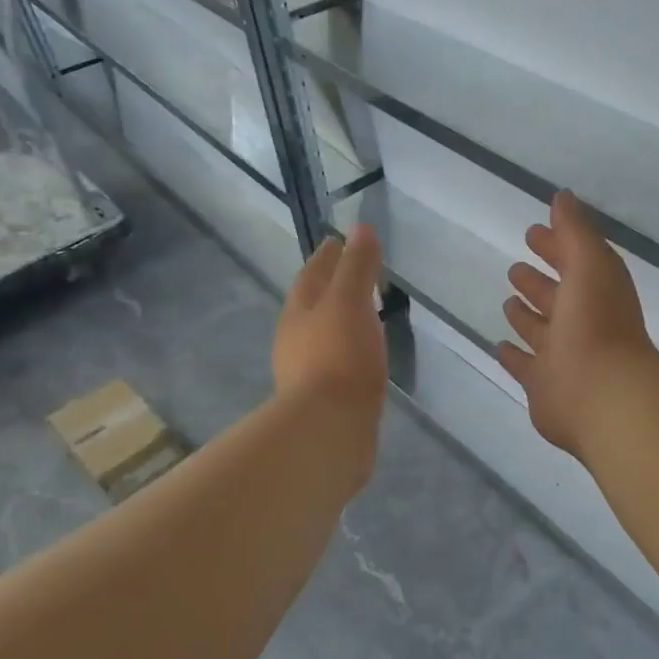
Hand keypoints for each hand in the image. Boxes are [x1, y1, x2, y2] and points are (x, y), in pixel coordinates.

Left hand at [274, 223, 387, 415]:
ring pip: (322, 335)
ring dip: (338, 321)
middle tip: (351, 274)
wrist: (329, 429)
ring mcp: (306, 372)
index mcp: (298, 312)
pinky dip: (348, 350)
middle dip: (329, 287)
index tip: (337, 240)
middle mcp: (295, 339)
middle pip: (311, 305)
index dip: (327, 256)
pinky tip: (363, 356)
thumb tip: (360, 228)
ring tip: (362, 313)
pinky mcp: (323, 400)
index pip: (312, 275)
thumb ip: (357, 266)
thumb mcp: (350, 302)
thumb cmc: (338, 357)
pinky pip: (336, 363)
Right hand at [498, 191, 658, 458]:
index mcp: (596, 291)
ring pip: (541, 330)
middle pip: (556, 296)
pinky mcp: (544, 386)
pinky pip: (525, 365)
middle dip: (538, 280)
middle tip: (515, 267)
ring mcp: (563, 356)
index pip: (574, 261)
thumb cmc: (596, 323)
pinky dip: (514, 355)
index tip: (533, 232)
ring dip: (526, 315)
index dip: (556, 245)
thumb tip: (562, 196)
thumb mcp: (589, 263)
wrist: (602, 395)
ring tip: (507, 300)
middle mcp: (581, 322)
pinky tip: (499, 344)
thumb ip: (575, 230)